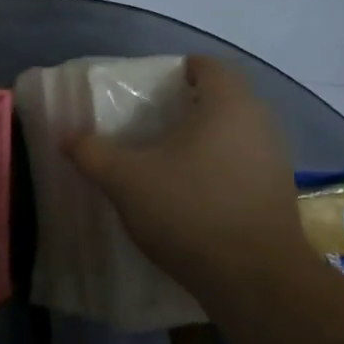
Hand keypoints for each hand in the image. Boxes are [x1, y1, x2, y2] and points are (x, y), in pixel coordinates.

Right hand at [65, 55, 314, 302]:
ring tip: (165, 160)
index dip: (175, 70)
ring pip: (233, 133)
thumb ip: (92, 152)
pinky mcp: (277, 193)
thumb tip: (66, 135)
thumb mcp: (125, 180)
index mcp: (228, 104)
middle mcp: (260, 122)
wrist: (252, 277)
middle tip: (147, 124)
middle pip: (222, 98)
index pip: (206, 65)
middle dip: (185, 106)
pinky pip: (242, 164)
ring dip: (202, 140)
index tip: (146, 89)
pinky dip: (217, 168)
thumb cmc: (188, 210)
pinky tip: (190, 194)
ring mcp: (275, 159)